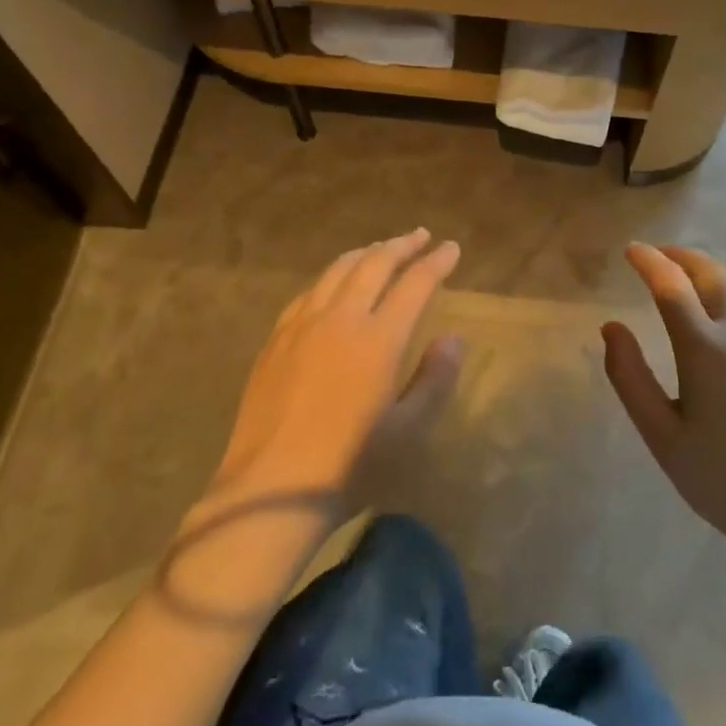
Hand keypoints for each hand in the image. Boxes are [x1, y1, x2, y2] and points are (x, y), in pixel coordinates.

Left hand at [212, 229, 462, 515]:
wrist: (272, 489)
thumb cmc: (350, 465)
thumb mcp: (408, 430)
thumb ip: (434, 379)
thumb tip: (453, 338)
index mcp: (379, 339)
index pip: (415, 283)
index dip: (436, 262)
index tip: (451, 248)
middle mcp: (341, 318)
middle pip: (375, 264)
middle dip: (402, 245)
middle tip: (420, 236)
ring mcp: (303, 325)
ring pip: (337, 270)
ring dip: (365, 253)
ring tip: (381, 248)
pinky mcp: (276, 339)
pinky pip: (308, 291)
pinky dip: (331, 276)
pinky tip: (334, 282)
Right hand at [602, 243, 725, 561]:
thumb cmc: (718, 476)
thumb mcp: (659, 433)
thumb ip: (629, 375)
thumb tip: (611, 326)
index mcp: (705, 350)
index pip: (671, 285)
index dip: (648, 261)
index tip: (631, 250)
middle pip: (709, 271)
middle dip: (679, 256)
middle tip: (656, 256)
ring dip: (709, 266)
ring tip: (688, 271)